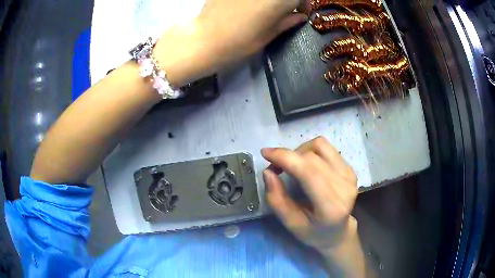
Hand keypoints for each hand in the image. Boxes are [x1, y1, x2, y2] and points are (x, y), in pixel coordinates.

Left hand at [153, 0, 308, 85]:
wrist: (204, 39)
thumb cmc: (240, 42)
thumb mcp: (268, 34)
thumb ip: (287, 21)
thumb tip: (300, 15)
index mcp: (279, 0)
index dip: (304, 3)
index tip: (300, 11)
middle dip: (288, 0)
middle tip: (283, 9)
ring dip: (271, 0)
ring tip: (265, 7)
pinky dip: (254, 0)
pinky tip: (248, 5)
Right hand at [261, 137, 358, 251]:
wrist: (338, 232)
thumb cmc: (313, 232)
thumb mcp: (290, 224)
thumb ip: (277, 199)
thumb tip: (268, 171)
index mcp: (330, 206)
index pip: (308, 172)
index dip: (285, 157)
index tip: (265, 153)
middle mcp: (344, 187)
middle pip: (312, 157)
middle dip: (288, 156)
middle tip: (275, 168)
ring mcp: (350, 176)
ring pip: (321, 146)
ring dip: (300, 151)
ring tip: (292, 165)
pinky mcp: (350, 169)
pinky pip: (327, 149)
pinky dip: (311, 152)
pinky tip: (306, 165)